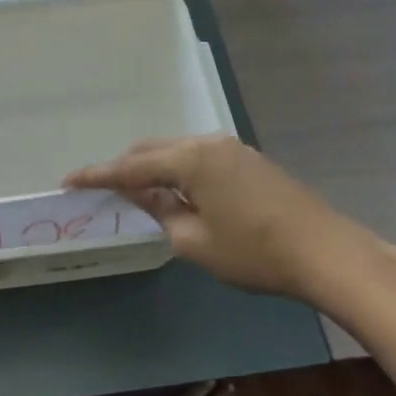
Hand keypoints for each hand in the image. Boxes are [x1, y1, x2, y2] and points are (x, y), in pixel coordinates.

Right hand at [64, 135, 395, 303]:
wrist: (327, 252)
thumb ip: (160, 213)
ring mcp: (231, 148)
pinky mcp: (248, 160)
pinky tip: (175, 191)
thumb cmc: (254, 251)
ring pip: (176, 151)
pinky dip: (177, 170)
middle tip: (100, 188)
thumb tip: (142, 196)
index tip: (68, 181)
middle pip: (153, 150)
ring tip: (134, 191)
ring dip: (152, 168)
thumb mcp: (195, 241)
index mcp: (189, 159)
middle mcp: (207, 143)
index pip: (131, 166)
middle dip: (124, 167)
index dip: (97, 175)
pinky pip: (197, 158)